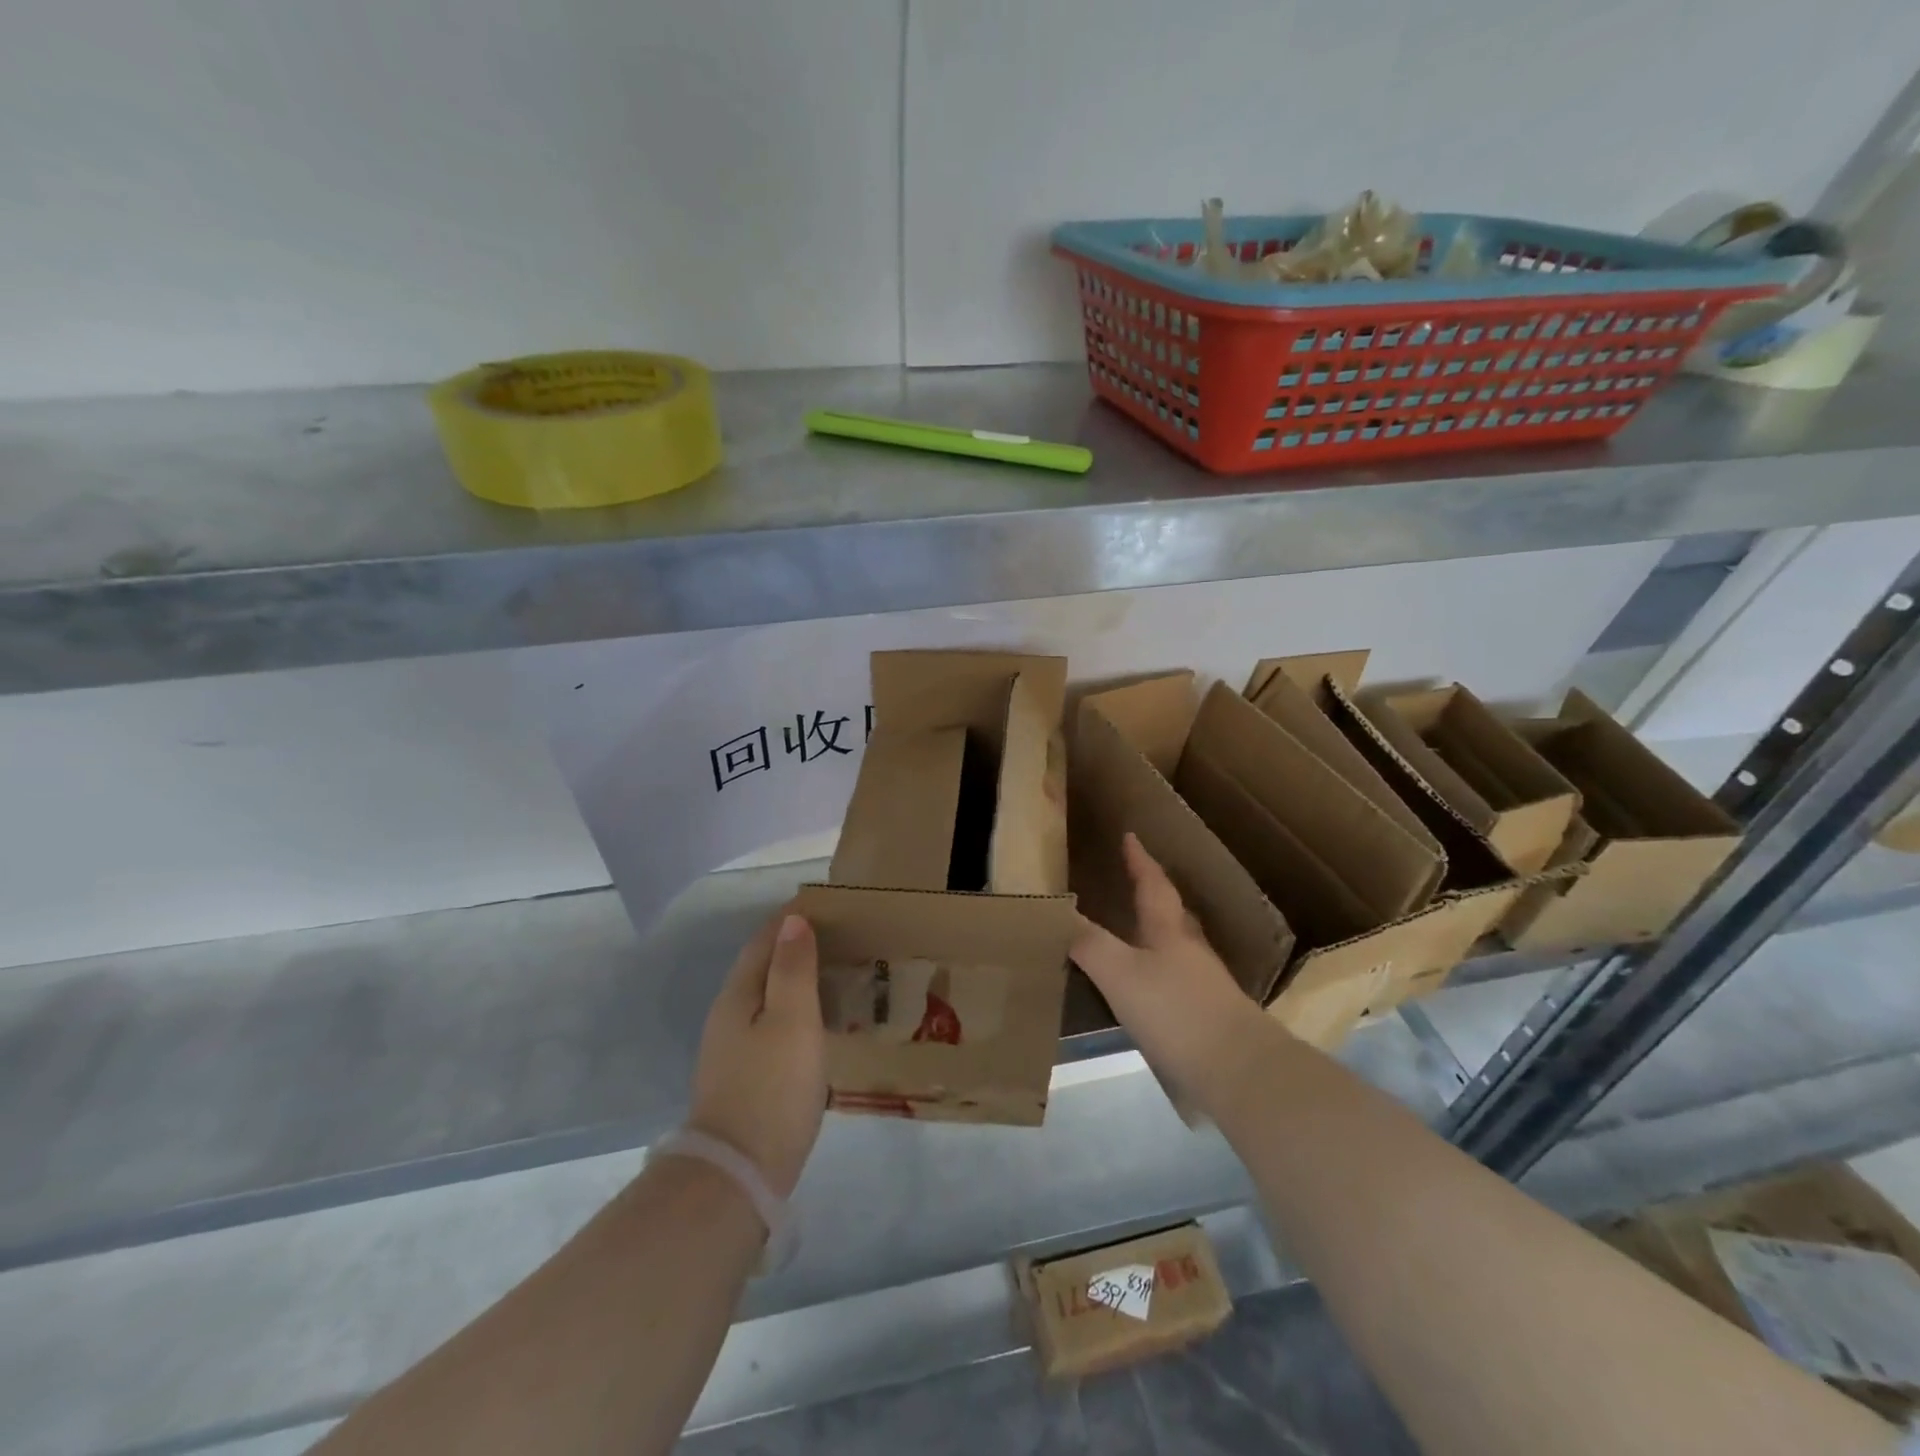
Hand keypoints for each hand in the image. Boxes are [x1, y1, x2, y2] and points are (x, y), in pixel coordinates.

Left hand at [689, 911, 826, 1198]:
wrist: (738, 1173)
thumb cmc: (772, 1087)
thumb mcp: (791, 1020)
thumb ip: (792, 968)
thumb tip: (793, 919)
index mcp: (738, 994)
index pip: (765, 940)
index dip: (792, 919)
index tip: (827, 905)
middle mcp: (728, 1014)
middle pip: (762, 966)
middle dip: (795, 946)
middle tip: (840, 936)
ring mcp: (732, 1049)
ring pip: (766, 997)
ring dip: (795, 979)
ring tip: (834, 973)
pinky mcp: (743, 1077)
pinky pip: (771, 1025)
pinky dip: (794, 1010)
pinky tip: (816, 1022)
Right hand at [1071, 834, 1280, 1109]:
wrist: (1237, 1070)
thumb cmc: (1176, 1011)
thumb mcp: (1120, 973)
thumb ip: (1088, 943)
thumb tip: (1059, 913)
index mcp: (1169, 932)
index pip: (1153, 885)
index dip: (1140, 861)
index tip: (1131, 836)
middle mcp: (1189, 952)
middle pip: (1170, 914)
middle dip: (1151, 896)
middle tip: (1130, 883)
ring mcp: (1203, 987)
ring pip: (1175, 949)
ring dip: (1154, 937)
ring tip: (1130, 936)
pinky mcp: (1206, 1020)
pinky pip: (1175, 983)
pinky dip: (1157, 976)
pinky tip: (1144, 992)